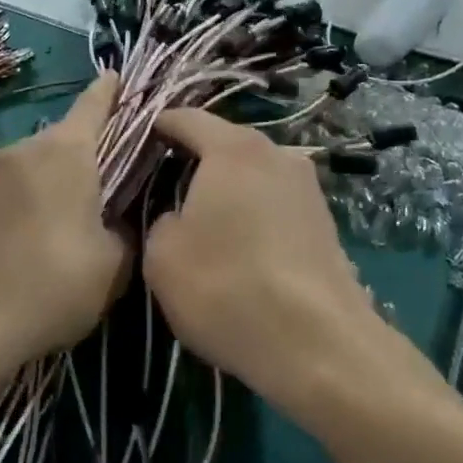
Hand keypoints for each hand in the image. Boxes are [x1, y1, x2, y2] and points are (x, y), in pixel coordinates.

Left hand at [0, 75, 129, 389]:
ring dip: (55, 177)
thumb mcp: (111, 267)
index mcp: (66, 153)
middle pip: (66, 136)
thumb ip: (125, 232)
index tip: (118, 74)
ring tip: (69, 216)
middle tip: (108, 180)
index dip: (111, 90)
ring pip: (36, 162)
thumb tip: (116, 221)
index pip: (94, 105)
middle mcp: (25, 148)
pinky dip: (28, 197)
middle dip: (88, 150)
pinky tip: (31, 236)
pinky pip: (10, 184)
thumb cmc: (47, 287)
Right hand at [144, 109, 384, 416]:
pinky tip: (242, 246)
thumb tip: (180, 217)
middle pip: (225, 143)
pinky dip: (254, 213)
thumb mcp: (162, 256)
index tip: (137, 144)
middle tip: (164, 184)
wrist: (319, 344)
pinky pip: (275, 202)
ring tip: (204, 220)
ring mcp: (307, 186)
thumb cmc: (228, 287)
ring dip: (228, 188)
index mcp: (233, 149)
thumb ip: (161, 220)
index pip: (186, 118)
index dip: (157, 127)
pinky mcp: (325, 220)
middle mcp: (276, 153)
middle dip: (194, 159)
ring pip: (253, 174)